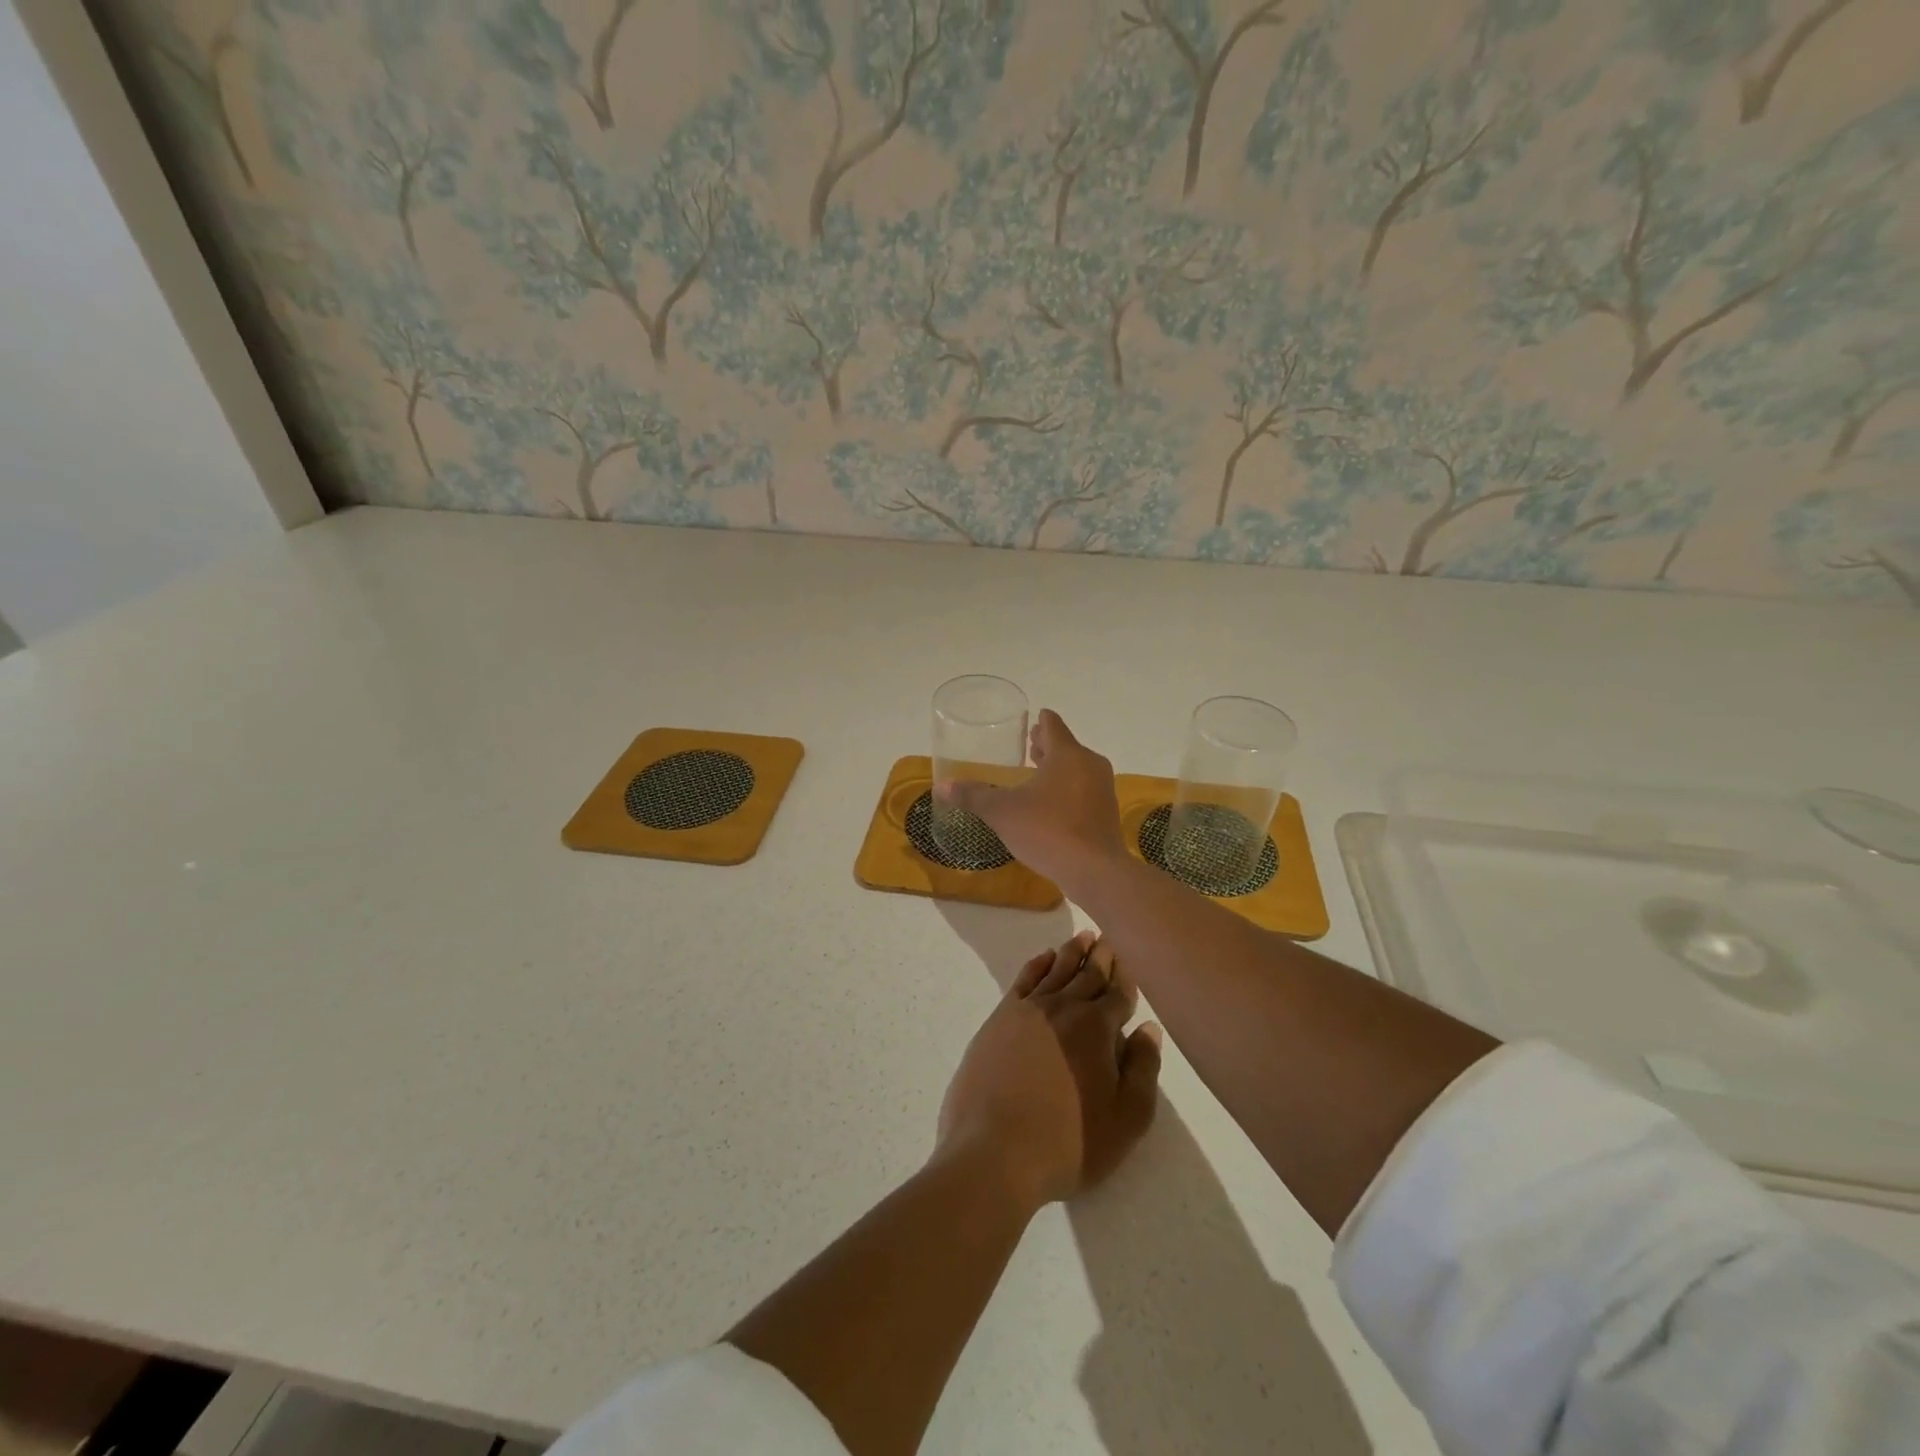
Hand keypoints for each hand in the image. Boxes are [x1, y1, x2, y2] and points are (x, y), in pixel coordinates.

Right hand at [934, 710, 1127, 891]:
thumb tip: (941, 787)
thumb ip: (973, 796)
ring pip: (1077, 768)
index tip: (1033, 718)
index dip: (1041, 720)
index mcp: (1067, 754)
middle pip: (1066, 746)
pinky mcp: (1107, 812)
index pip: (1053, 725)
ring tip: (1037, 773)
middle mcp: (1089, 764)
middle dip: (1047, 745)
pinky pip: (1084, 790)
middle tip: (1029, 744)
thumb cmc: (1047, 830)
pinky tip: (1052, 804)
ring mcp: (1102, 788)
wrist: (1094, 871)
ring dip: (1058, 768)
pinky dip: (1069, 788)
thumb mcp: (1002, 812)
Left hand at [937, 930, 1162, 1210]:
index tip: (1132, 957)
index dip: (1127, 977)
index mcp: (1097, 1028)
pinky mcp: (999, 1019)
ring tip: (1083, 936)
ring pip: (1056, 970)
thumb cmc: (1069, 1142)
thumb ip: (1143, 1069)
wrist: (994, 1150)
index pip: (1118, 994)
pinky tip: (1044, 957)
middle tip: (1109, 938)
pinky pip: (1023, 980)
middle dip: (1102, 956)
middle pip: (1087, 975)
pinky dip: (1036, 964)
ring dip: (1072, 953)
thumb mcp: (1126, 1119)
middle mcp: (1064, 1008)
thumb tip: (1149, 1029)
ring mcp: (1027, 1010)